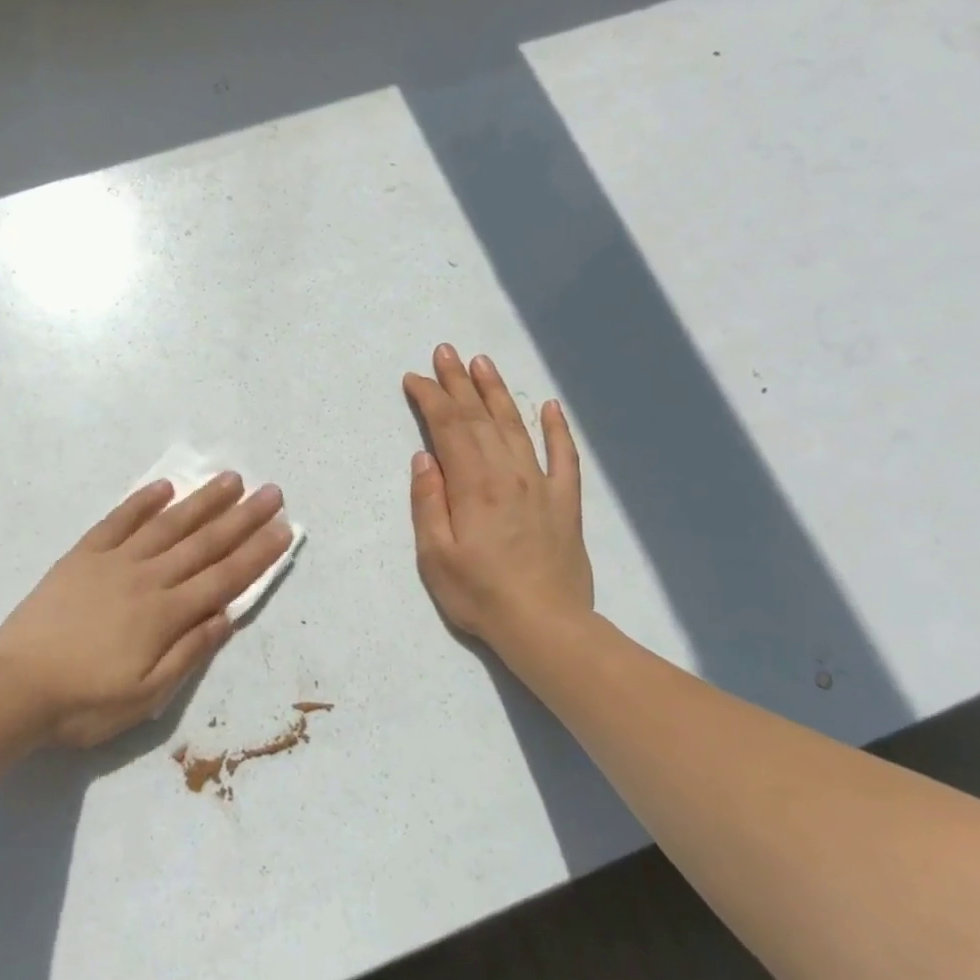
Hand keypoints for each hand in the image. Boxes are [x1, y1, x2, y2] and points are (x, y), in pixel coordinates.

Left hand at [0, 473, 292, 747]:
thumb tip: (225, 616)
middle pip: (204, 543)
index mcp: (166, 615)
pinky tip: (164, 486)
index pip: (224, 578)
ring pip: (168, 525)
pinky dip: (142, 502)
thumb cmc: (84, 702)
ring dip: (202, 501)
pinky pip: (118, 521)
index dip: (257, 553)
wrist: (15, 686)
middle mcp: (148, 578)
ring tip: (230, 479)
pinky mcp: (83, 556)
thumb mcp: (146, 696)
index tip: (283, 528)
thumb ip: (188, 653)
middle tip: (271, 492)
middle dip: (243, 518)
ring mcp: (114, 562)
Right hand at [403, 344, 594, 658]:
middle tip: (444, 352)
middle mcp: (509, 473)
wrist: (546, 627)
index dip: (431, 398)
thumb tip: (424, 459)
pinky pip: (563, 456)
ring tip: (482, 363)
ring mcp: (541, 485)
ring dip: (497, 392)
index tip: (414, 378)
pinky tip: (549, 407)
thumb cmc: (480, 595)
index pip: (448, 428)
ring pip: (516, 426)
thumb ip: (428, 503)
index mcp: (474, 485)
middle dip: (458, 383)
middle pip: (480, 417)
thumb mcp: (435, 556)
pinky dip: (556, 429)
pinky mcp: (565, 502)